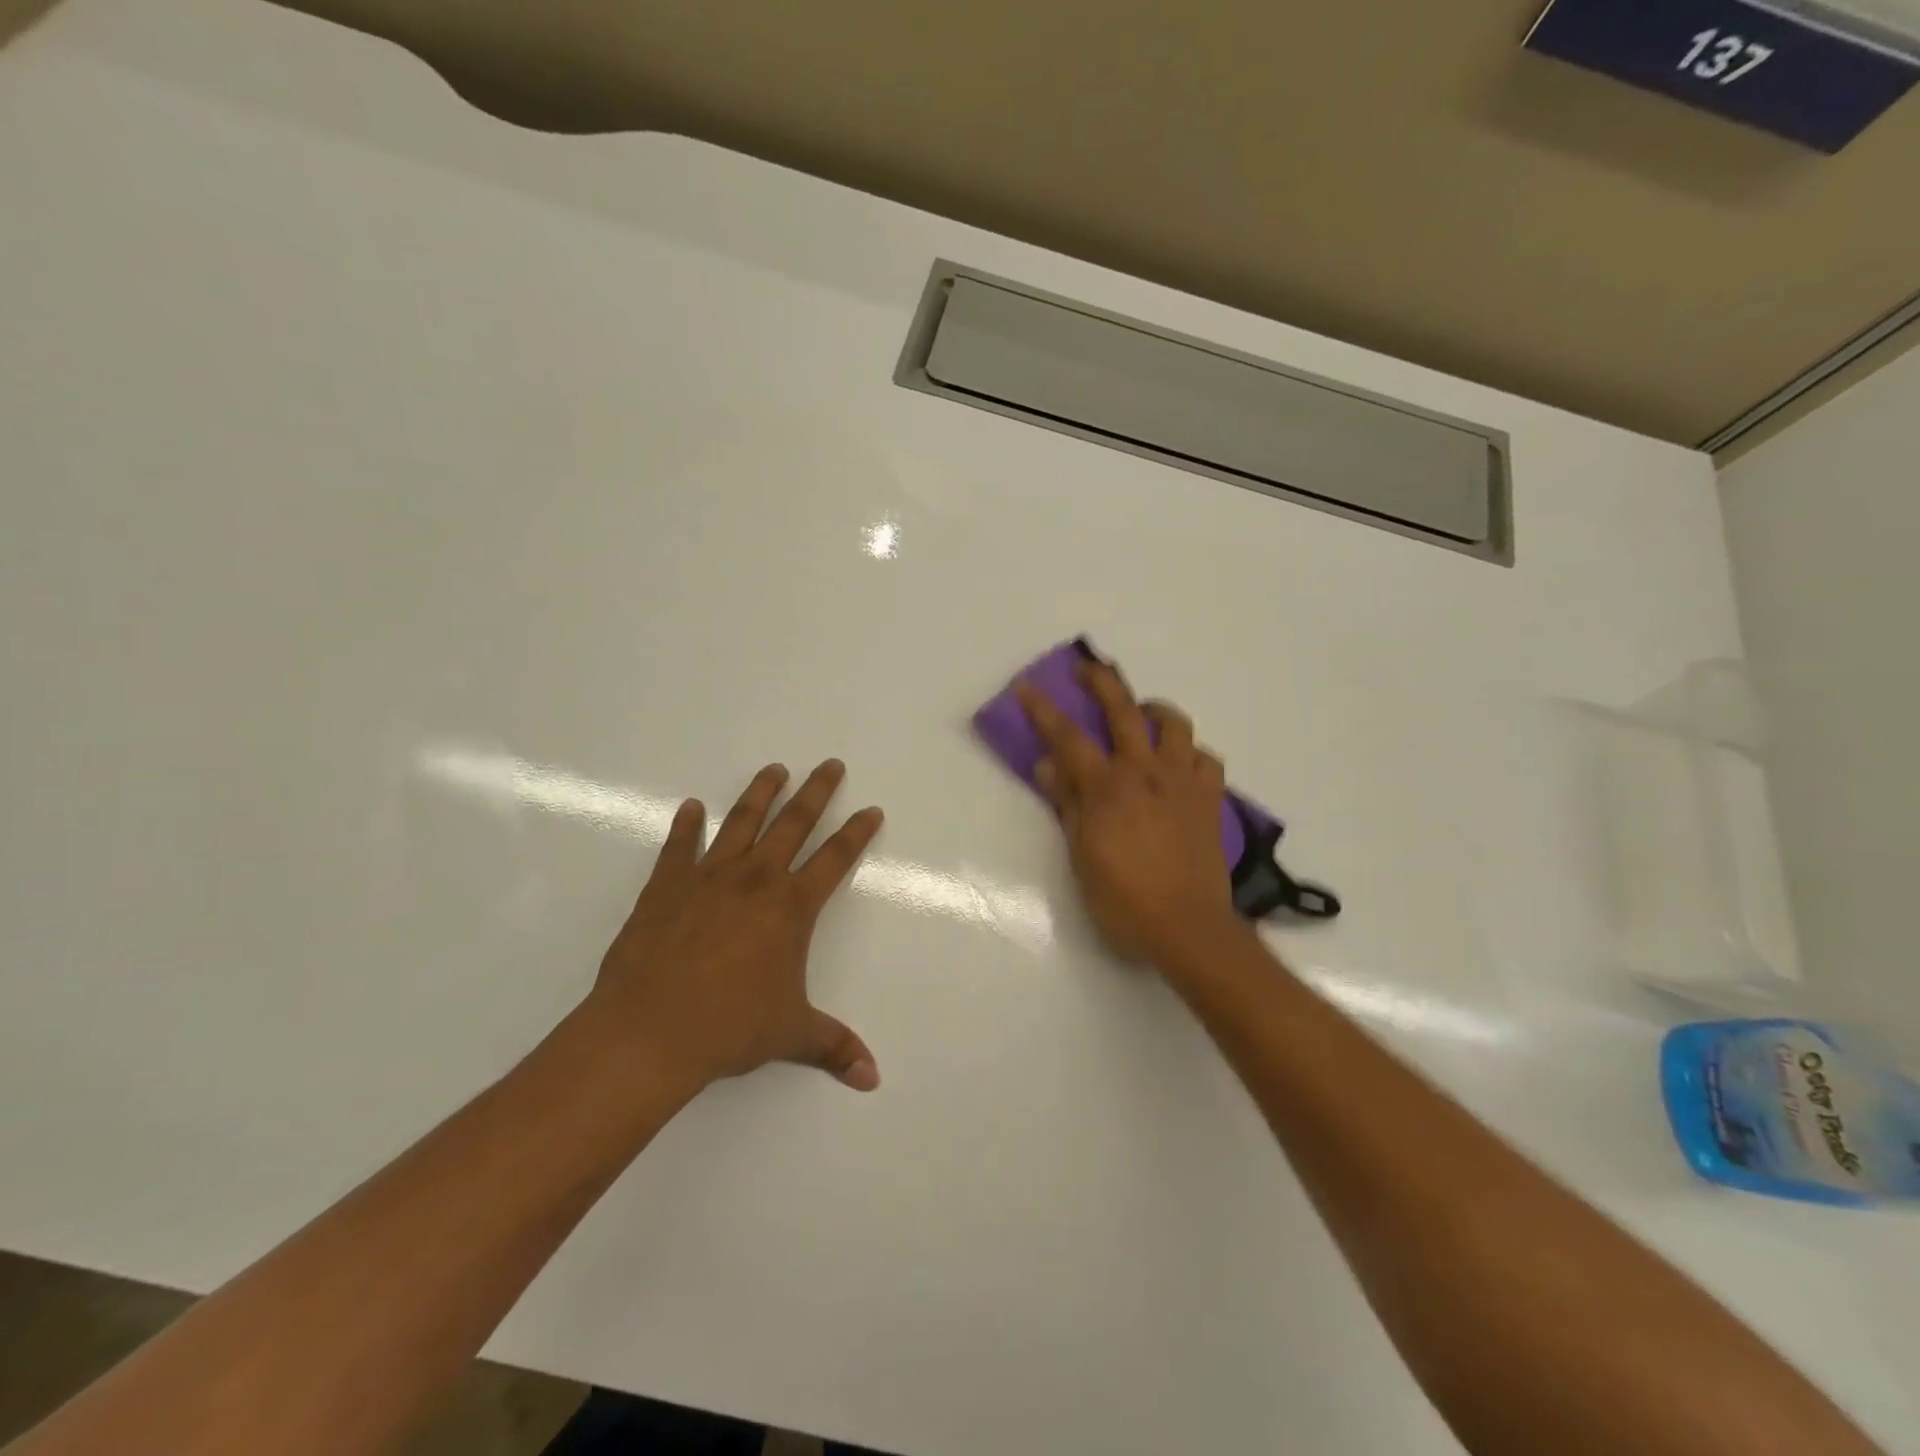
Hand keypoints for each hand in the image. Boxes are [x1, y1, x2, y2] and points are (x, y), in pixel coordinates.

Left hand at [589, 760, 884, 1092]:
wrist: (649, 1032)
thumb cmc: (729, 1028)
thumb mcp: (791, 1034)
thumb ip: (834, 1047)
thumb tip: (872, 1078)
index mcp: (792, 908)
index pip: (836, 859)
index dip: (857, 833)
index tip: (871, 809)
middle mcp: (756, 880)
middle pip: (794, 823)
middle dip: (817, 792)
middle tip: (830, 765)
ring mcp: (709, 877)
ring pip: (742, 822)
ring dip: (761, 793)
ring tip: (774, 769)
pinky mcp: (666, 885)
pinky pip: (680, 846)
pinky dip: (686, 826)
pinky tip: (692, 808)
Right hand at [1016, 664, 1240, 964]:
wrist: (1189, 929)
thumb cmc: (1123, 899)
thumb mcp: (1081, 855)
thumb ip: (1067, 804)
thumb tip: (1047, 765)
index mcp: (1107, 787)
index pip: (1068, 738)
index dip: (1043, 710)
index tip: (1026, 687)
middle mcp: (1146, 772)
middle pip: (1123, 711)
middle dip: (1102, 682)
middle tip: (1086, 668)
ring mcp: (1183, 782)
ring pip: (1174, 724)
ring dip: (1154, 709)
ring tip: (1141, 713)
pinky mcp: (1210, 800)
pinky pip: (1206, 759)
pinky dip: (1191, 753)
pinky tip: (1180, 763)